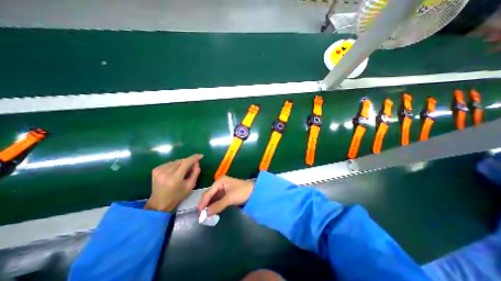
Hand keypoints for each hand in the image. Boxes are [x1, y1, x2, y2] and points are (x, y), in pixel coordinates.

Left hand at [144, 155, 201, 211]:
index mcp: (175, 178)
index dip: (194, 157)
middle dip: (188, 161)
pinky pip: (169, 163)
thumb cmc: (177, 196)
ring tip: (183, 171)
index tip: (201, 155)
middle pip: (181, 161)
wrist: (159, 203)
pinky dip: (174, 165)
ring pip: (175, 161)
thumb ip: (195, 173)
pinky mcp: (155, 170)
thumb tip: (197, 162)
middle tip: (192, 166)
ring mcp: (159, 171)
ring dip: (181, 164)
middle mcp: (166, 172)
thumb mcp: (190, 186)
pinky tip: (175, 172)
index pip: (186, 162)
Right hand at [197, 176, 254, 214]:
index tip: (198, 213)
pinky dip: (214, 205)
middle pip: (209, 194)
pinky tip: (212, 211)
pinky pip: (217, 199)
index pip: (208, 192)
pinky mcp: (226, 193)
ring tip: (205, 215)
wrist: (254, 191)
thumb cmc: (242, 192)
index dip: (203, 202)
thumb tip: (205, 214)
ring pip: (213, 197)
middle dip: (205, 204)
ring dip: (209, 205)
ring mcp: (222, 188)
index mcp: (219, 181)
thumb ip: (217, 206)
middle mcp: (219, 183)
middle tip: (200, 215)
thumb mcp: (229, 198)